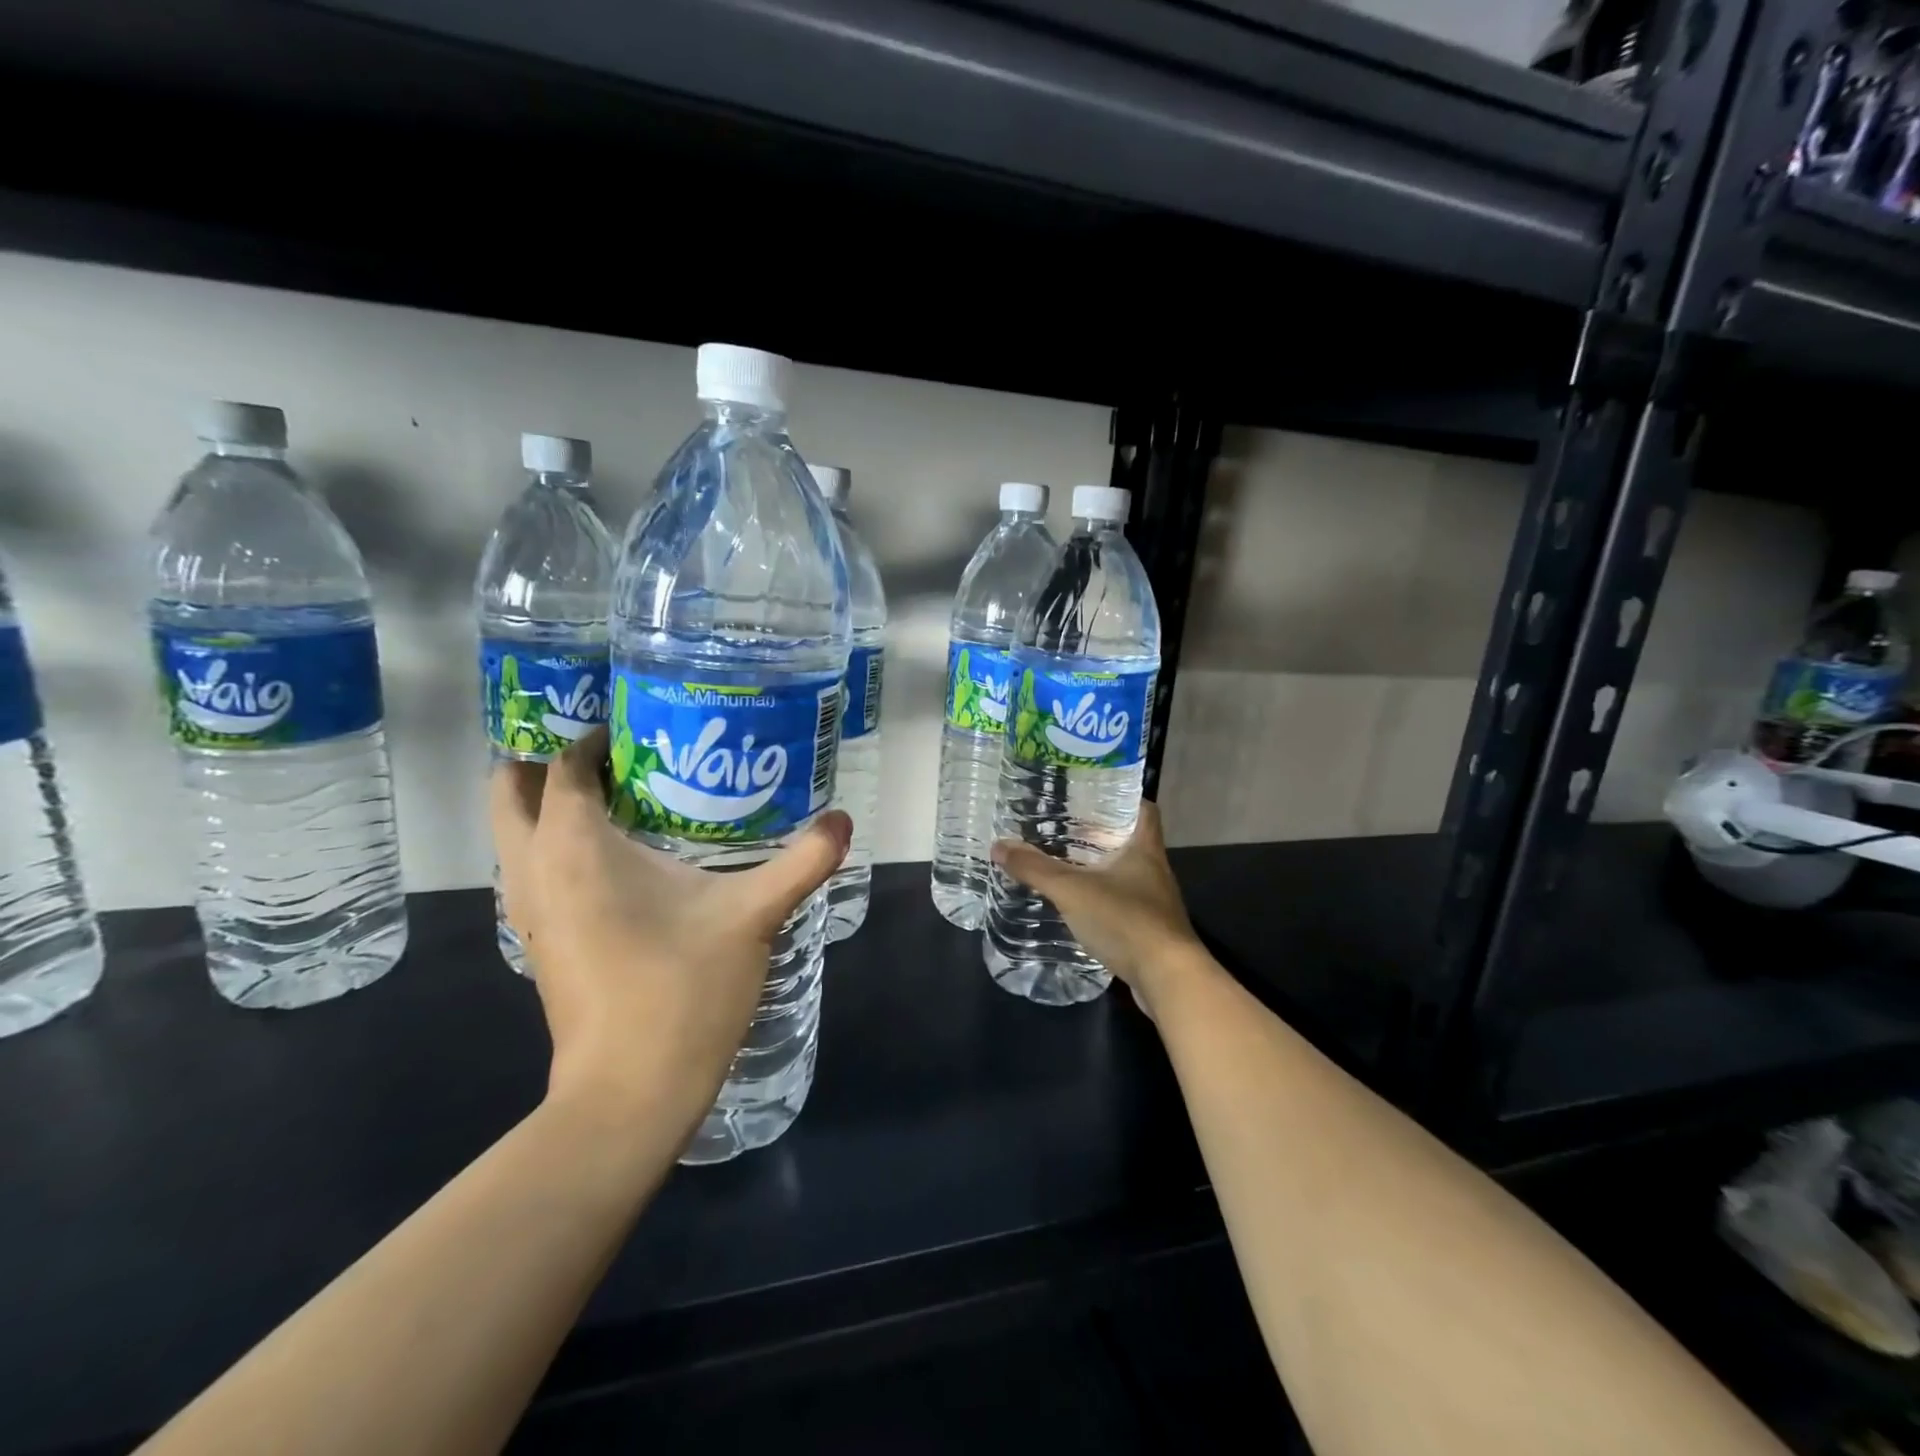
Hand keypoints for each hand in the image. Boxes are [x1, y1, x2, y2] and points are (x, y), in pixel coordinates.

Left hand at [491, 727, 850, 1136]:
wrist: (629, 1095)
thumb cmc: (682, 991)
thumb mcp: (753, 917)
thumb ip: (802, 861)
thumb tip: (845, 819)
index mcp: (576, 847)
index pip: (561, 766)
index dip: (593, 736)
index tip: (641, 724)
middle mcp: (537, 869)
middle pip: (509, 791)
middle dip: (542, 758)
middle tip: (610, 747)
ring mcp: (532, 911)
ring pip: (515, 834)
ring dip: (546, 802)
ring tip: (618, 789)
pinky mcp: (543, 942)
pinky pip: (533, 868)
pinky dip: (556, 843)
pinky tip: (622, 855)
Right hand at [990, 802, 1208, 1017]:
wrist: (1167, 979)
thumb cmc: (1125, 920)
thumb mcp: (1072, 890)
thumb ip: (1035, 868)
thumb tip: (998, 846)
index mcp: (1145, 848)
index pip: (1144, 808)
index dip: (1123, 797)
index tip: (1093, 794)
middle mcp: (1155, 869)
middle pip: (1130, 840)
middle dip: (1100, 833)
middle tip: (1064, 827)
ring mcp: (1155, 902)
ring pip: (1126, 873)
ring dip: (1100, 868)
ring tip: (1065, 863)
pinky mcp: (1150, 930)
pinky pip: (1124, 903)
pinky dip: (1103, 899)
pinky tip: (1079, 905)